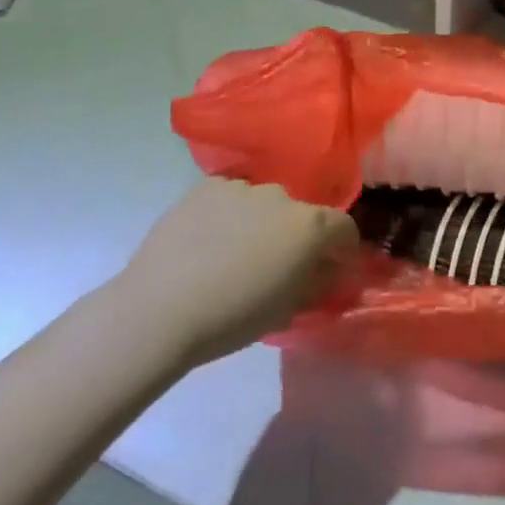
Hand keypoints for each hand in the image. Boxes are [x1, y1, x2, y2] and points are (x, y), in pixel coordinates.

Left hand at [119, 178, 355, 366]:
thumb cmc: (234, 317)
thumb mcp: (289, 310)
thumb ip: (317, 283)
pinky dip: (229, 214)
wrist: (160, 309)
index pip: (344, 227)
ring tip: (235, 253)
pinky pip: (230, 197)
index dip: (342, 248)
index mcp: (310, 226)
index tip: (331, 266)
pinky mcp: (206, 187)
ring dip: (261, 222)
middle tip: (275, 264)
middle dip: (296, 235)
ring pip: (263, 203)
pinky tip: (209, 241)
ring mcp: (242, 187)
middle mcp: (282, 196)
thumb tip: (328, 270)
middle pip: (301, 213)